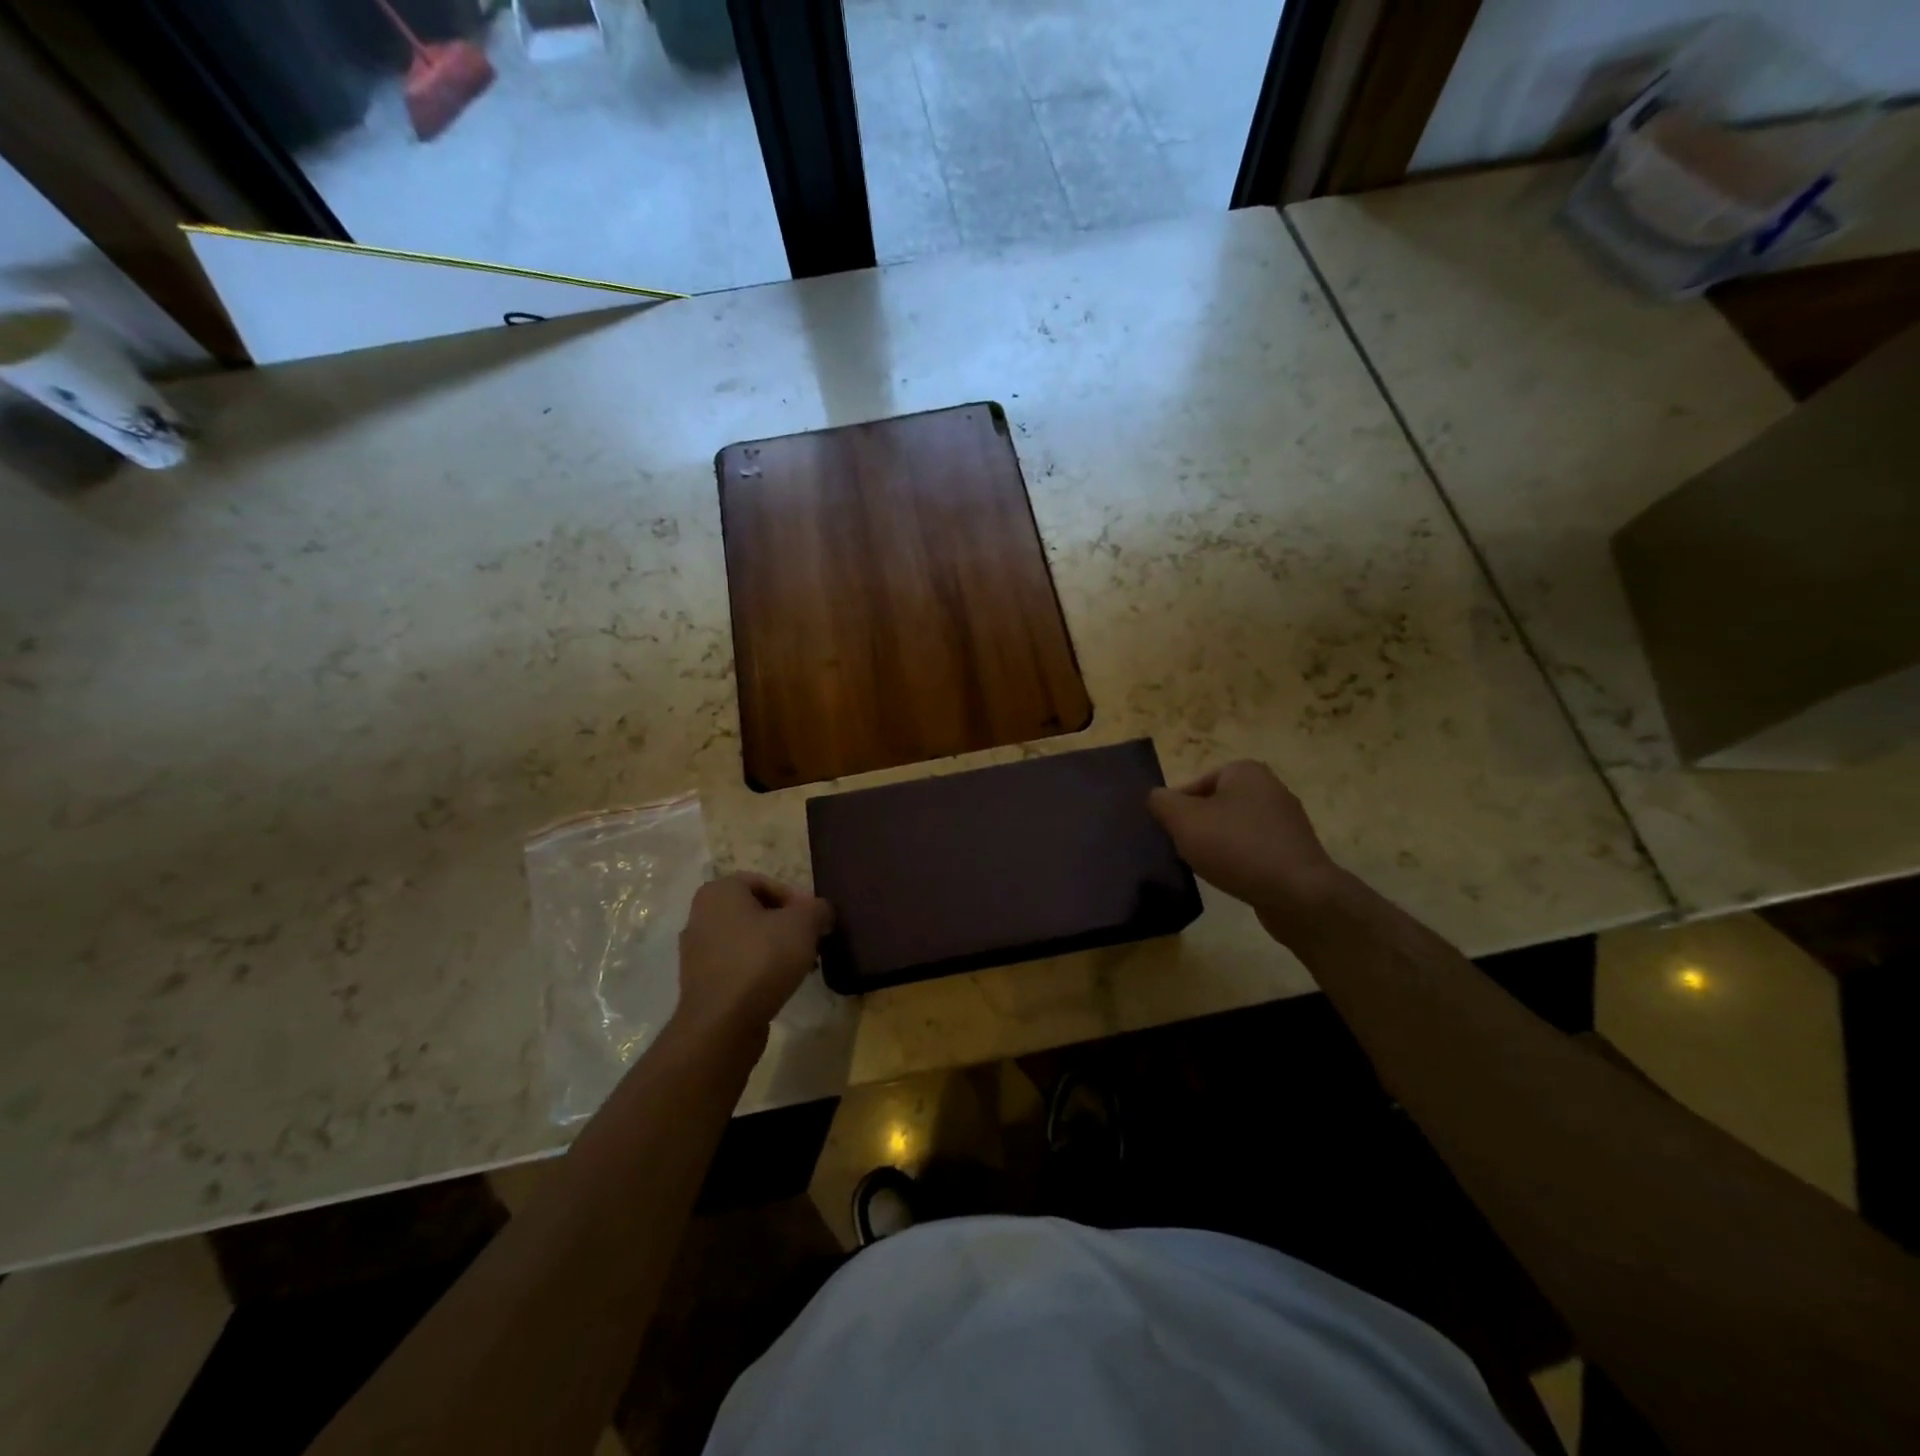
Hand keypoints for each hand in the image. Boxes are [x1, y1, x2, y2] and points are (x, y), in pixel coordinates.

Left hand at [676, 873, 832, 1037]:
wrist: (723, 1023)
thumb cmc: (761, 959)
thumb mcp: (803, 924)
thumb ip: (818, 909)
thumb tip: (822, 912)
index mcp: (719, 891)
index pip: (765, 883)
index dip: (795, 899)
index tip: (814, 920)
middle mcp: (701, 915)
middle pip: (756, 911)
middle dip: (786, 924)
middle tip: (810, 941)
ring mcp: (696, 951)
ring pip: (746, 939)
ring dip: (774, 948)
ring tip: (800, 965)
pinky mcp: (700, 982)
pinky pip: (736, 965)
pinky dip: (758, 969)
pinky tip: (778, 984)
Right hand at [1148, 761, 1349, 942]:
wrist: (1299, 894)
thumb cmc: (1237, 847)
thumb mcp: (1184, 820)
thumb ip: (1161, 802)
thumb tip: (1156, 797)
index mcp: (1245, 771)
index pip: (1195, 784)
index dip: (1176, 809)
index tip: (1167, 834)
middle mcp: (1270, 788)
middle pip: (1215, 805)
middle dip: (1197, 827)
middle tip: (1182, 850)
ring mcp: (1287, 821)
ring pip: (1234, 829)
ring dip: (1217, 845)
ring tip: (1205, 867)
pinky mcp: (1295, 851)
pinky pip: (1255, 850)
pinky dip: (1239, 861)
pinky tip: (1231, 879)